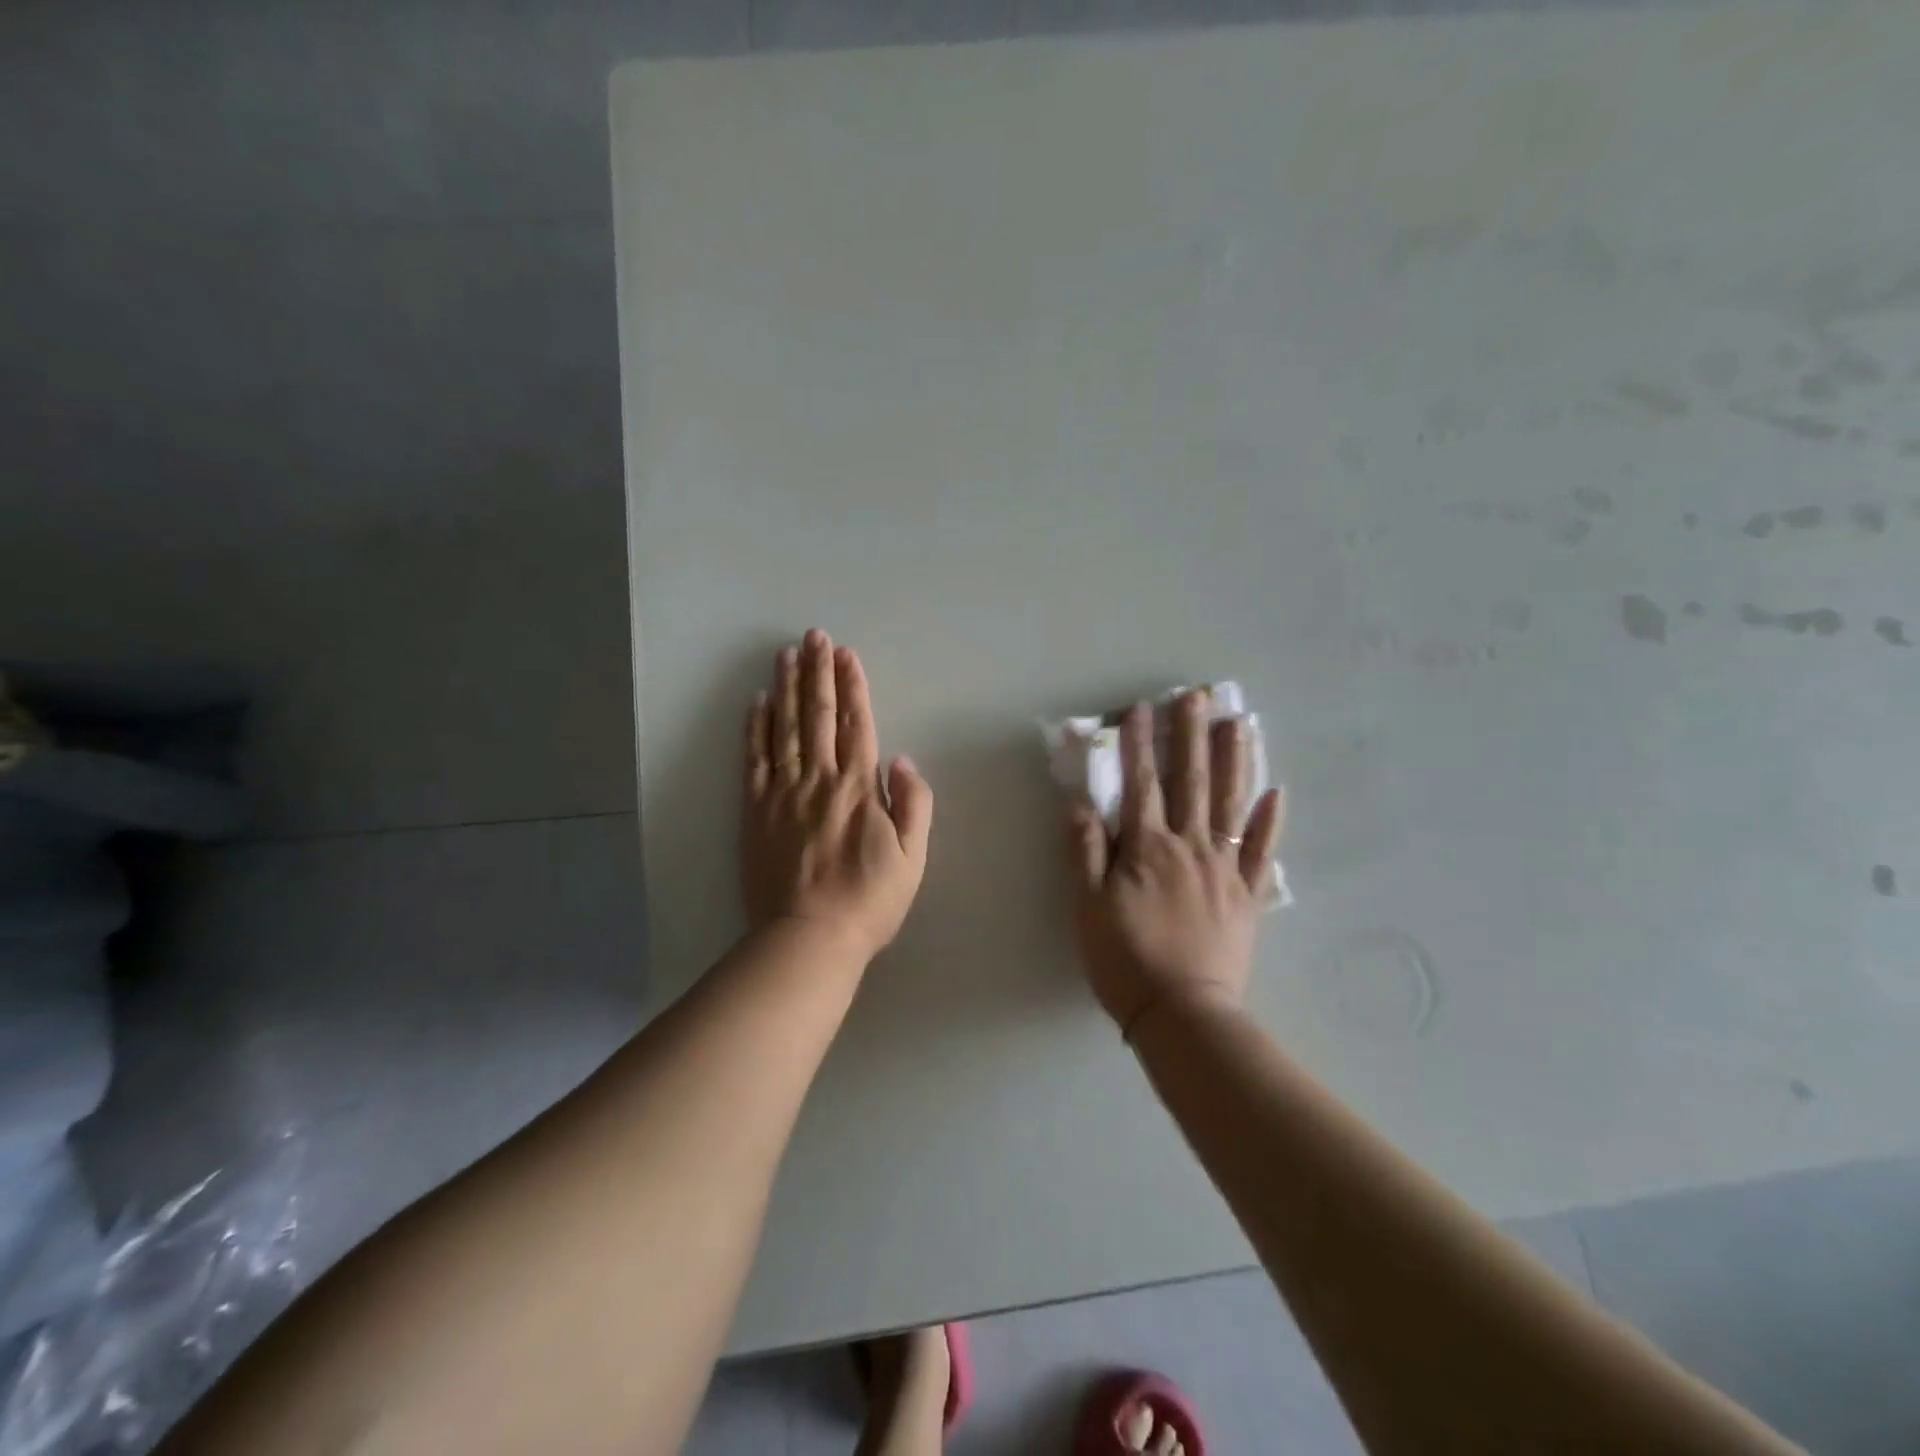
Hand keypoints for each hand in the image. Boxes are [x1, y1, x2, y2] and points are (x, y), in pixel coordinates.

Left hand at [741, 630, 932, 963]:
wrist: (809, 937)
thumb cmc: (869, 900)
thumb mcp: (912, 858)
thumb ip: (913, 805)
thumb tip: (903, 760)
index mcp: (859, 788)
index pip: (856, 724)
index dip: (852, 686)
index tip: (846, 654)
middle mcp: (819, 780)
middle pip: (818, 716)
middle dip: (817, 672)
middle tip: (813, 636)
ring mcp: (783, 793)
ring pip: (784, 728)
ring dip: (787, 688)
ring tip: (786, 654)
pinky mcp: (756, 810)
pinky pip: (754, 760)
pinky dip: (755, 728)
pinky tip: (757, 702)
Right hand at [1065, 690, 1285, 1036]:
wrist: (1182, 1014)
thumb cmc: (1125, 960)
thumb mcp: (1088, 908)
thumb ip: (1086, 852)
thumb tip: (1081, 803)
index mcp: (1146, 849)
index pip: (1139, 784)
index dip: (1136, 744)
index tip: (1138, 708)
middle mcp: (1189, 847)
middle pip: (1190, 782)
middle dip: (1189, 736)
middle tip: (1196, 696)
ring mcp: (1224, 868)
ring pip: (1231, 804)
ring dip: (1234, 761)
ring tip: (1239, 724)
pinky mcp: (1247, 895)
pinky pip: (1261, 851)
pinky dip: (1269, 821)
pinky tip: (1276, 792)